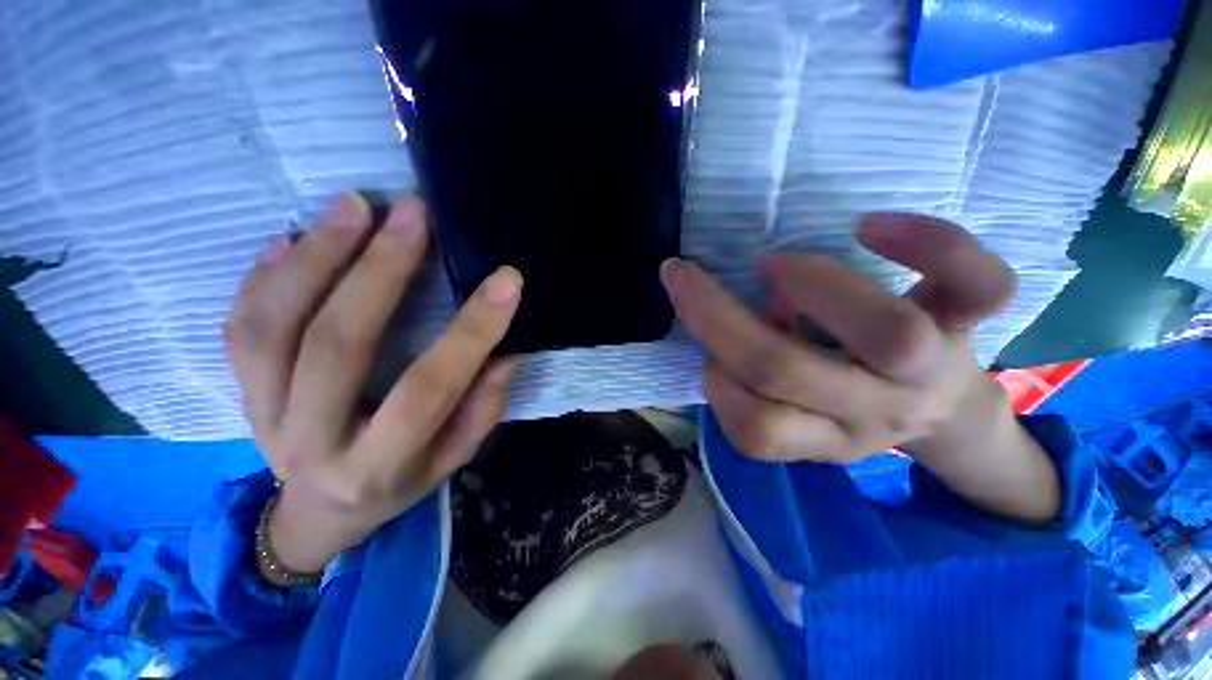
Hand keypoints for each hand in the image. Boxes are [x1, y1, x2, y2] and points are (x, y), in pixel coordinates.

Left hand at [224, 194, 521, 575]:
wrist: (319, 513)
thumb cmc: (398, 482)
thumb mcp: (451, 458)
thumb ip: (481, 409)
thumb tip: (505, 352)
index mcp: (379, 464)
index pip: (430, 388)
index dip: (472, 331)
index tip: (506, 281)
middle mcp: (313, 441)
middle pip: (338, 345)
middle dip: (380, 271)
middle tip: (412, 213)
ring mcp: (262, 415)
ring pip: (272, 328)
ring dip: (315, 257)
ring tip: (354, 206)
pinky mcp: (239, 392)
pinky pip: (239, 329)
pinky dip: (263, 276)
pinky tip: (292, 236)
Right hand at [662, 213, 1060, 522]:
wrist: (946, 409)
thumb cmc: (848, 400)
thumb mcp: (796, 412)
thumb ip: (751, 380)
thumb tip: (729, 323)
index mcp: (823, 439)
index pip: (755, 429)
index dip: (714, 381)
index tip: (701, 345)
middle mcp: (874, 413)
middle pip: (786, 370)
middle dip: (715, 314)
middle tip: (686, 277)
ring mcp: (930, 369)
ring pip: (885, 333)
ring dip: (806, 285)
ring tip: (776, 267)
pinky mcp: (970, 323)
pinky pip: (977, 283)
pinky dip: (928, 242)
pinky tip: (871, 227)